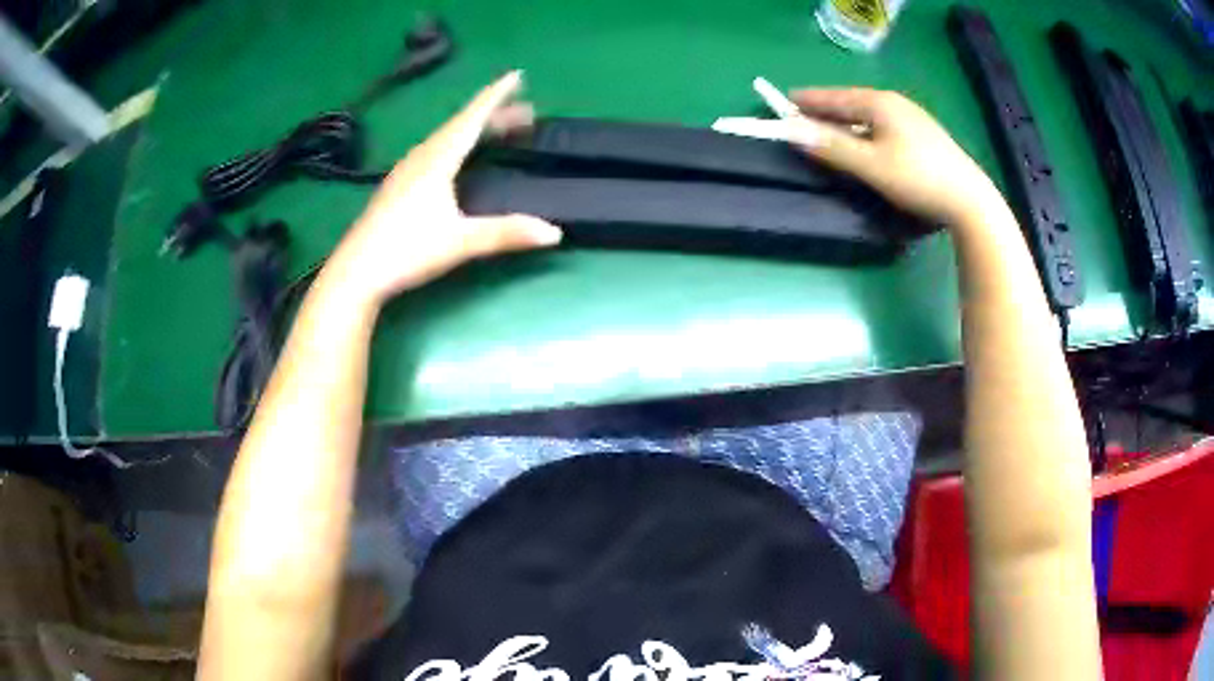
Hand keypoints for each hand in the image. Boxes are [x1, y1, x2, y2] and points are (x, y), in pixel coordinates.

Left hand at [324, 71, 561, 305]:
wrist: (356, 272)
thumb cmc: (405, 251)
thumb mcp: (459, 242)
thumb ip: (505, 233)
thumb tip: (554, 233)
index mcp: (437, 161)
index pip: (472, 119)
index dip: (496, 96)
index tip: (517, 75)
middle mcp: (421, 158)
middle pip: (461, 126)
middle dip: (494, 114)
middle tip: (526, 112)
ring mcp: (406, 171)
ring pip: (446, 138)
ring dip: (475, 129)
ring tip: (499, 130)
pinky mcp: (398, 186)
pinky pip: (435, 151)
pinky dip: (457, 144)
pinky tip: (459, 157)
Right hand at [786, 88, 1001, 226]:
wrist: (970, 200)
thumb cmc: (917, 178)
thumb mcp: (871, 165)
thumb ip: (832, 146)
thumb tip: (792, 131)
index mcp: (879, 103)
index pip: (834, 97)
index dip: (808, 100)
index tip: (784, 102)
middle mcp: (895, 103)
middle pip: (851, 102)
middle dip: (826, 109)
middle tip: (802, 117)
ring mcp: (912, 117)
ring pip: (868, 114)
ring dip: (845, 120)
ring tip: (828, 129)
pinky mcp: (923, 135)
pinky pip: (882, 124)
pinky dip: (864, 129)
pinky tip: (864, 140)